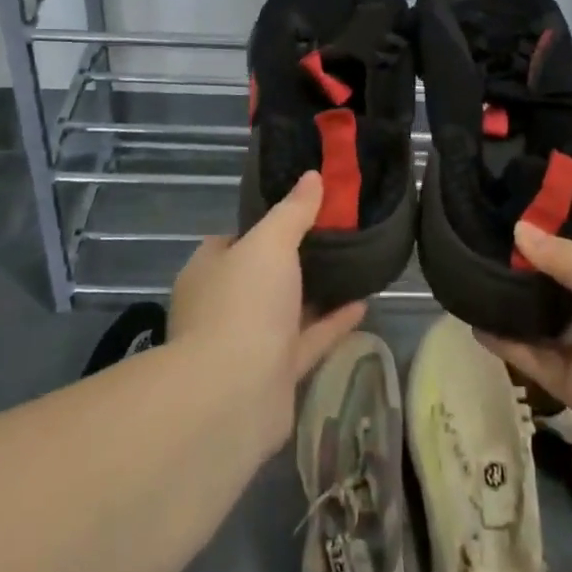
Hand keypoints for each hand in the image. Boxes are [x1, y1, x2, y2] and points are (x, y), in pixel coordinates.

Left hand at [169, 172, 365, 461]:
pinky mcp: (274, 375)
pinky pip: (307, 341)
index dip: (264, 224)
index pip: (233, 240)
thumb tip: (312, 176)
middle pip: (261, 276)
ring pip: (285, 310)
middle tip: (332, 236)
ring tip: (352, 266)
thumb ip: (293, 211)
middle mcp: (223, 306)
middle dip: (292, 260)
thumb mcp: (270, 242)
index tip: (299, 211)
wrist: (233, 395)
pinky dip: (331, 323)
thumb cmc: (243, 303)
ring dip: (314, 293)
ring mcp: (247, 343)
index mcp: (208, 271)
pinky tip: (363, 305)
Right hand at [479, 223, 571, 507]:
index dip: (560, 218)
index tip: (516, 197)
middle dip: (526, 258)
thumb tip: (520, 229)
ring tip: (466, 272)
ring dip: (512, 299)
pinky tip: (474, 323)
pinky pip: (535, 356)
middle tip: (477, 231)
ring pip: (544, 315)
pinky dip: (508, 343)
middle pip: (561, 274)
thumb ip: (569, 262)